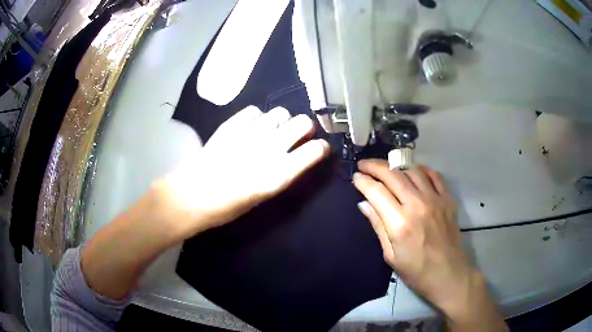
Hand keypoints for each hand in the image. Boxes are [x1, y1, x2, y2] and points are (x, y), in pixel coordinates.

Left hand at [156, 106, 329, 237]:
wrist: (194, 194)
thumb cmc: (229, 206)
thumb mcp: (264, 196)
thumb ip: (284, 174)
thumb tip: (298, 158)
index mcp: (280, 174)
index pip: (315, 150)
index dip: (321, 147)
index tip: (319, 149)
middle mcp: (270, 148)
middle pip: (303, 122)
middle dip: (305, 128)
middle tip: (297, 136)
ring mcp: (251, 132)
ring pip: (281, 112)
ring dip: (282, 121)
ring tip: (272, 130)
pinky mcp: (233, 124)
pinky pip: (255, 110)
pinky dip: (258, 117)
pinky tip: (251, 127)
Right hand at [353, 160, 505, 329]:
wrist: (449, 274)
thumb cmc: (416, 271)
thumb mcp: (391, 255)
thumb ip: (378, 226)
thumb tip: (364, 204)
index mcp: (399, 223)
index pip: (376, 192)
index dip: (363, 181)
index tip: (355, 176)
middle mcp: (417, 205)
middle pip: (393, 175)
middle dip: (375, 166)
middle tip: (364, 165)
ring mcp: (435, 199)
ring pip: (412, 170)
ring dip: (396, 166)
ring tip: (387, 169)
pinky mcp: (448, 199)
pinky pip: (434, 175)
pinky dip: (421, 169)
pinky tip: (413, 171)